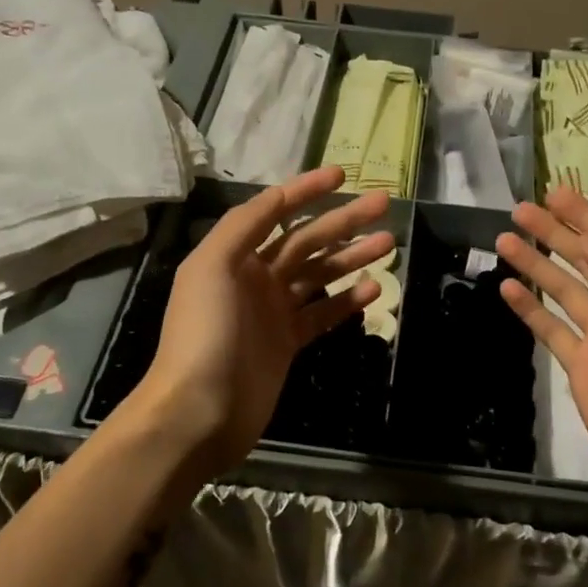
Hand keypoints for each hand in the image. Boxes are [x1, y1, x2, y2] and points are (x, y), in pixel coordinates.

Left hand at [130, 166, 392, 474]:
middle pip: (307, 240)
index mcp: (234, 255)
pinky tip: (374, 288)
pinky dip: (347, 300)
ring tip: (388, 242)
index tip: (342, 175)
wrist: (199, 411)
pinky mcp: (288, 343)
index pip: (276, 211)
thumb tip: (278, 195)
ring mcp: (273, 311)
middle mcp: (254, 277)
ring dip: (352, 256)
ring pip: (320, 274)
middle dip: (343, 221)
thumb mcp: (212, 266)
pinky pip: (323, 313)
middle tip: (382, 204)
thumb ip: (243, 226)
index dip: (307, 190)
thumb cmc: (204, 332)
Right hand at [495, 188, 587, 503]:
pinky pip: (550, 328)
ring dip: (536, 263)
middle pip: (584, 259)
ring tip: (505, 240)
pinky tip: (508, 288)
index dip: (586, 215)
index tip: (555, 194)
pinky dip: (529, 308)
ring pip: (562, 289)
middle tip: (521, 210)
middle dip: (555, 232)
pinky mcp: (579, 364)